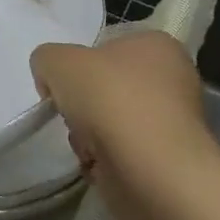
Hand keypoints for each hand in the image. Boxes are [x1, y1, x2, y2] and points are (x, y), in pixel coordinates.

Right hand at [30, 30, 219, 219]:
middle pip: (106, 87)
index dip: (78, 64)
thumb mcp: (56, 60)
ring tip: (85, 144)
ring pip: (110, 122)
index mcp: (156, 46)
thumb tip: (52, 81)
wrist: (153, 173)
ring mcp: (173, 125)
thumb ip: (46, 59)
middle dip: (81, 103)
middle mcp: (173, 80)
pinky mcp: (167, 164)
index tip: (63, 83)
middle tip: (72, 113)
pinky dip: (103, 160)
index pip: (106, 46)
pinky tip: (98, 164)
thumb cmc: (110, 100)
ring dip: (88, 134)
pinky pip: (121, 154)